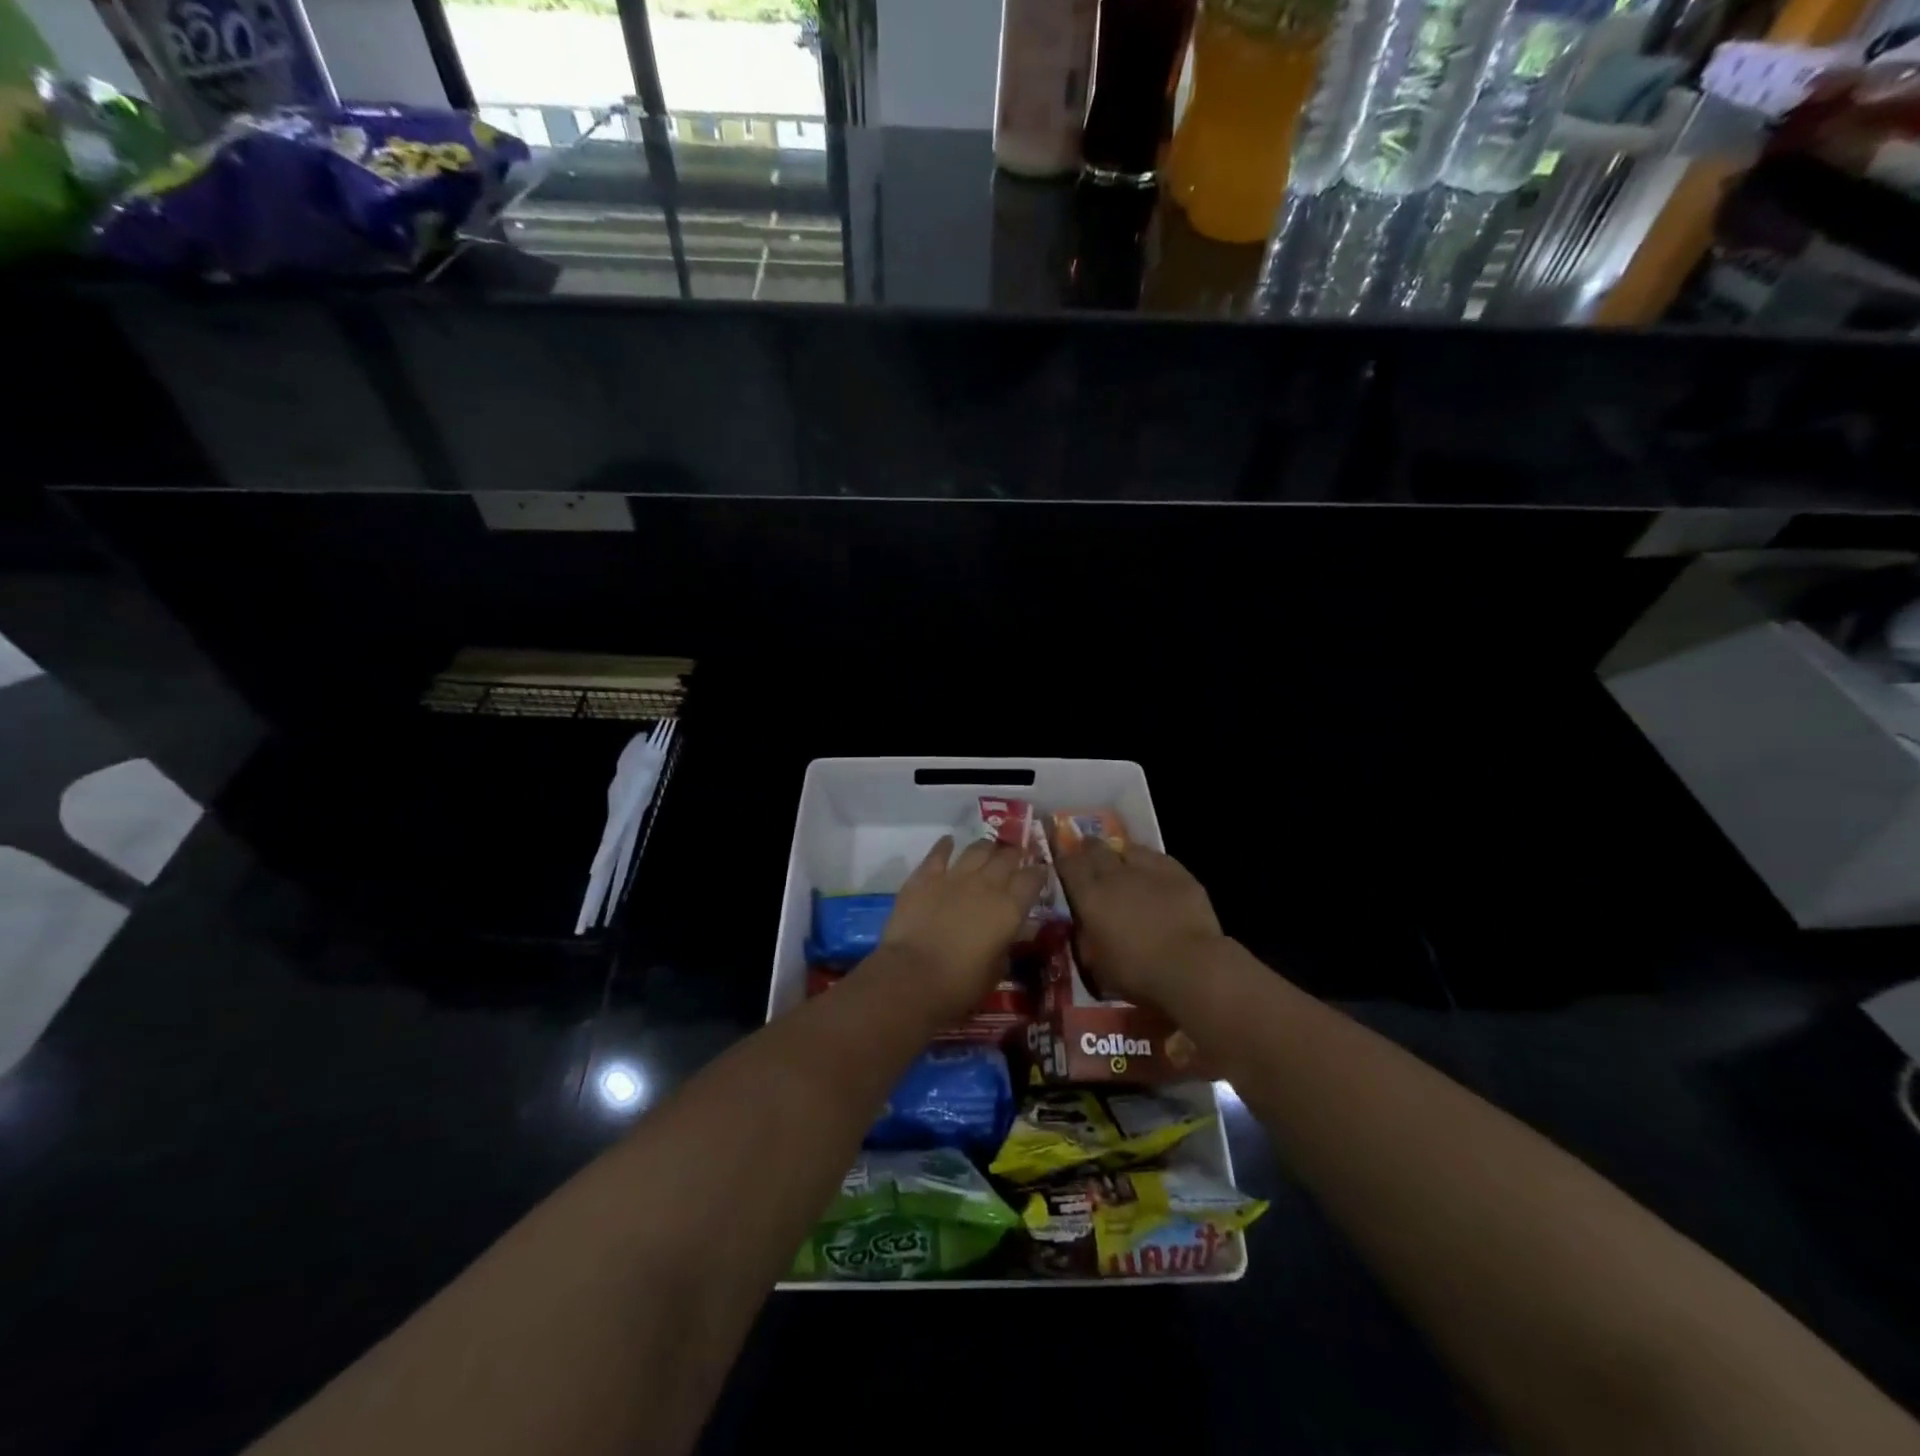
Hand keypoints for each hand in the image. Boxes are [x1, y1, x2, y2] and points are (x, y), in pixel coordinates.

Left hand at [878, 835, 1046, 1021]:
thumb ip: (1007, 945)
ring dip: (986, 848)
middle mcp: (986, 884)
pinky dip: (946, 845)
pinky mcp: (925, 877)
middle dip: (1013, 855)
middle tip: (1014, 859)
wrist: (913, 977)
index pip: (1032, 879)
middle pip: (1007, 856)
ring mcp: (954, 876)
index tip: (1040, 873)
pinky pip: (939, 852)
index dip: (1038, 874)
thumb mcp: (997, 970)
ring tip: (987, 850)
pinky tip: (948, 842)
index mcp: (1010, 908)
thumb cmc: (960, 985)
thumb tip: (1013, 932)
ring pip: (977, 848)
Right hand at [1055, 840, 1224, 1007]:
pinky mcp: (1177, 872)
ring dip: (1118, 852)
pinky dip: (1148, 860)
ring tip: (1120, 860)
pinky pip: (1156, 856)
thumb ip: (1085, 938)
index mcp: (1089, 896)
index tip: (1062, 860)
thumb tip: (1083, 926)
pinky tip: (1151, 870)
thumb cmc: (1137, 972)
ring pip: (1126, 847)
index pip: (1068, 864)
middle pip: (1095, 848)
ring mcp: (1147, 868)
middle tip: (1087, 855)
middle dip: (1088, 849)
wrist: (1190, 966)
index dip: (1063, 859)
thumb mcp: (1096, 964)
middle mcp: (1114, 874)